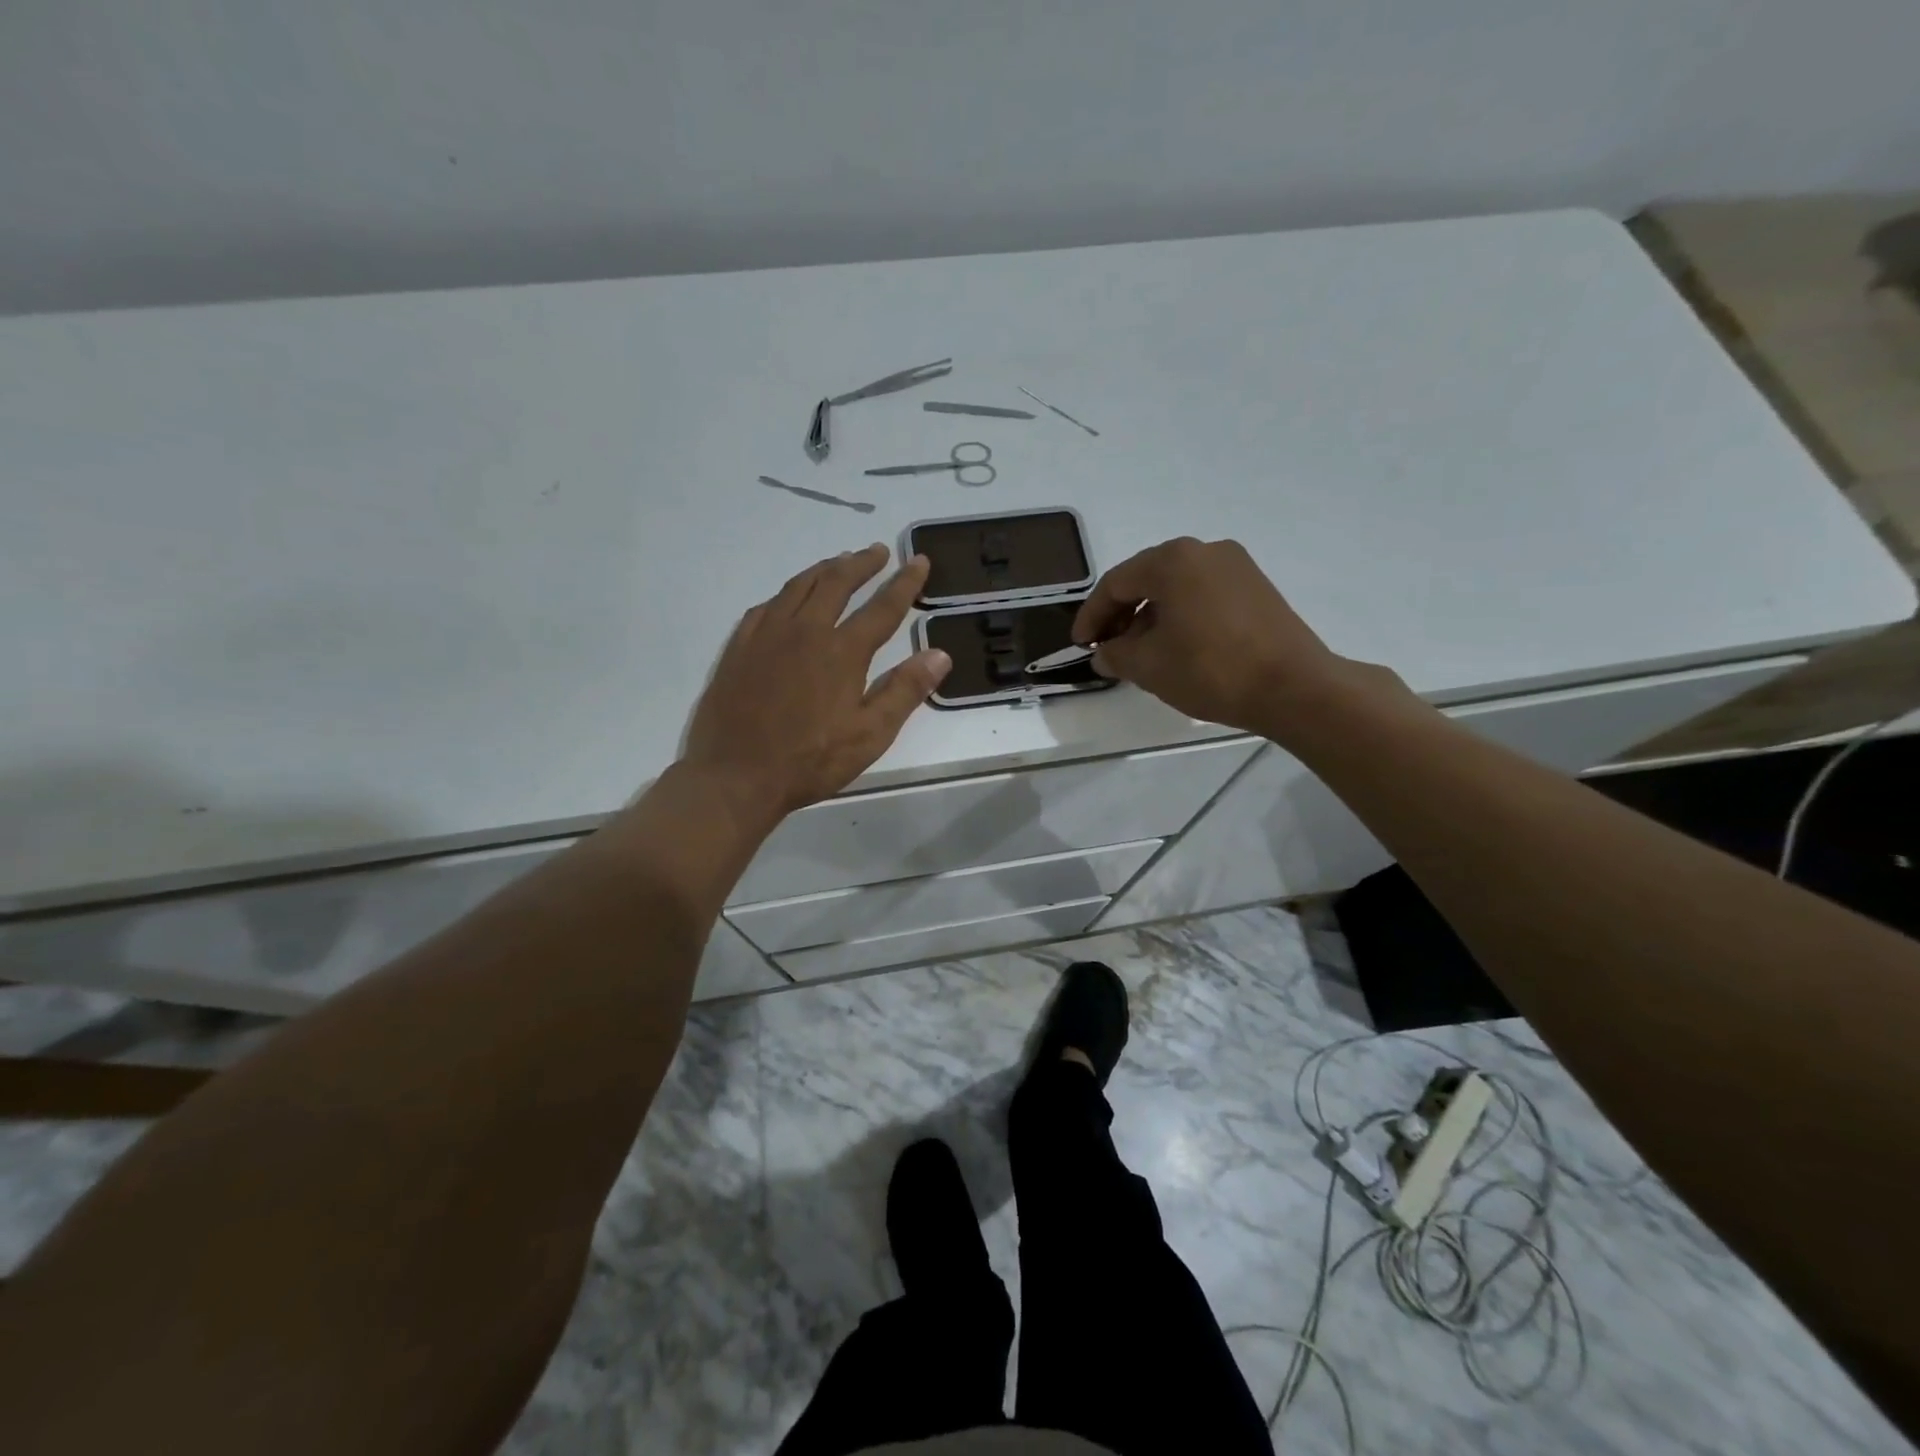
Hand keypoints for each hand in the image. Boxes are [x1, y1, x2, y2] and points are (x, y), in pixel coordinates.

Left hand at [683, 544, 951, 816]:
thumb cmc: (809, 761)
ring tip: (840, 562)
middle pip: (837, 582)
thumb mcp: (869, 735)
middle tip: (878, 551)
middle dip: (862, 563)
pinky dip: (787, 593)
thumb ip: (905, 691)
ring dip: (825, 569)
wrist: (735, 776)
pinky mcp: (739, 646)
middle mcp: (805, 630)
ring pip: (799, 586)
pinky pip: (767, 605)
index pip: (882, 607)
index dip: (905, 583)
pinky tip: (790, 598)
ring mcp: (767, 634)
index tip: (919, 561)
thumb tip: (940, 654)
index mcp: (842, 651)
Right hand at [1072, 537, 1374, 735]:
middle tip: (1107, 647)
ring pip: (1176, 587)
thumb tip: (1104, 653)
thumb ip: (1116, 654)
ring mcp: (1236, 566)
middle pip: (1146, 579)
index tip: (1080, 644)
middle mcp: (1204, 550)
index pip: (1115, 583)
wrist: (1293, 687)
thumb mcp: (1149, 666)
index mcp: (1172, 560)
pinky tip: (1176, 646)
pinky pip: (1203, 594)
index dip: (1091, 615)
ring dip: (1150, 616)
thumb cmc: (1211, 669)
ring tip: (1140, 652)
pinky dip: (1180, 615)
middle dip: (1121, 614)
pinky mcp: (1256, 587)